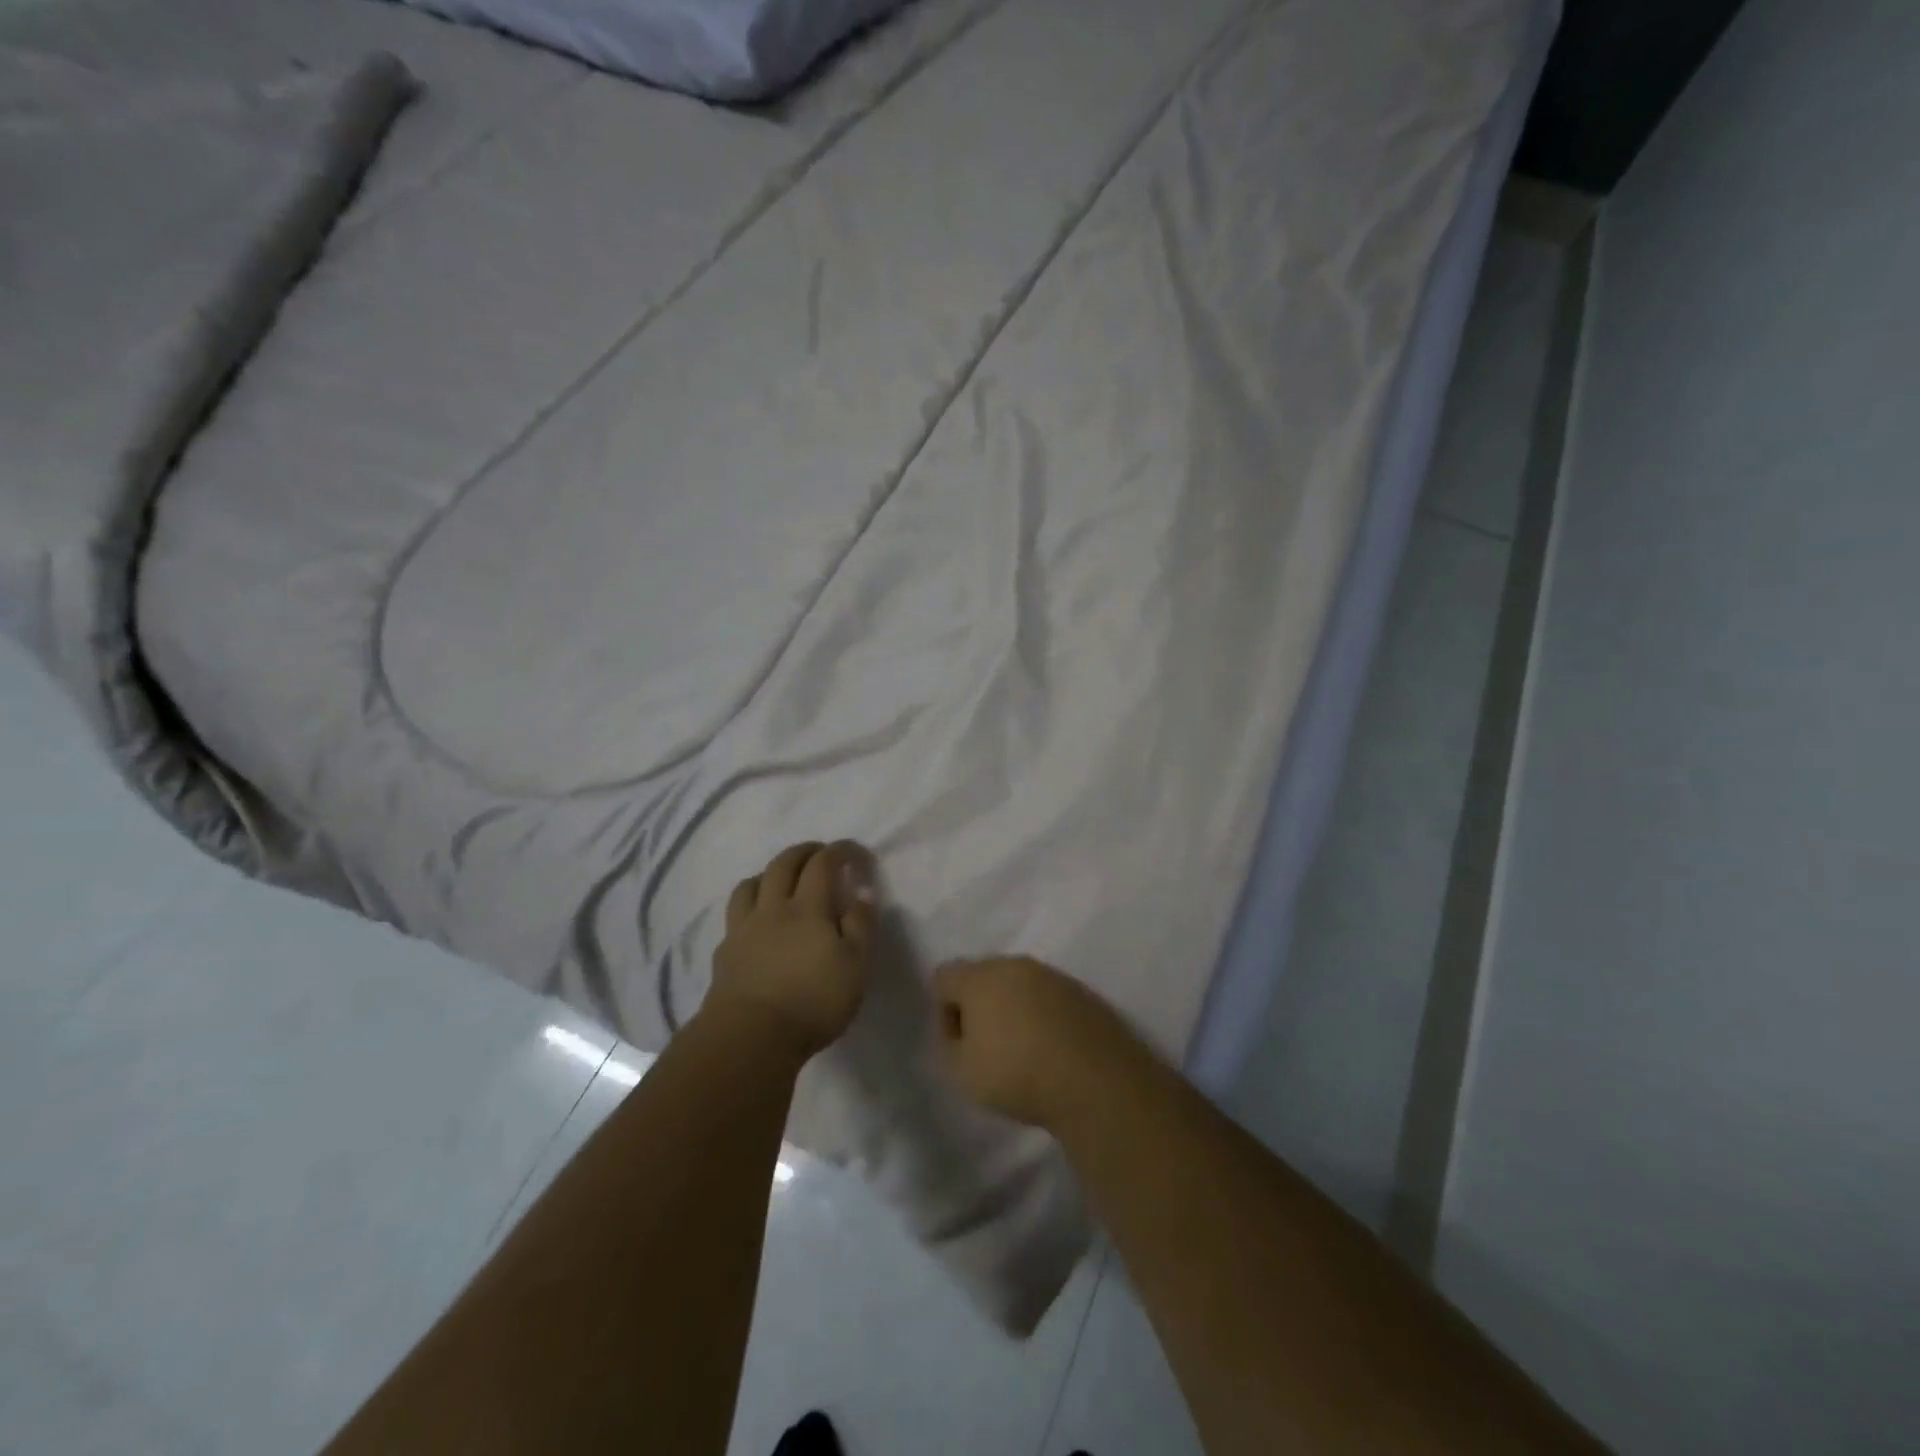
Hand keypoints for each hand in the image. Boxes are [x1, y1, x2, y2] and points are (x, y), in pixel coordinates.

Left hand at [708, 841, 877, 1059]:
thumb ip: (861, 925)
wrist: (749, 1037)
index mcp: (808, 908)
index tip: (857, 855)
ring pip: (751, 884)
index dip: (841, 851)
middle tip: (820, 854)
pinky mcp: (725, 952)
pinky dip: (750, 905)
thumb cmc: (812, 1002)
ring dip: (770, 873)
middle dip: (804, 852)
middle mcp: (773, 908)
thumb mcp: (855, 967)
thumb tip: (862, 892)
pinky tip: (757, 920)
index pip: (824, 863)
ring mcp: (744, 929)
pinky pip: (735, 914)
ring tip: (782, 881)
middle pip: (783, 864)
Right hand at [931, 957, 1141, 1129]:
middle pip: (983, 975)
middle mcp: (1015, 965)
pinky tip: (1052, 1050)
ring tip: (1023, 1051)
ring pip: (1019, 985)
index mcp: (980, 976)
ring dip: (1013, 1009)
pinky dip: (1044, 1016)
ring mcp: (1053, 976)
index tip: (958, 1043)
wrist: (1095, 1080)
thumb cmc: (1017, 1073)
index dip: (944, 1010)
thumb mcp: (960, 1072)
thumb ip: (947, 1044)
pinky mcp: (1082, 993)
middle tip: (987, 1047)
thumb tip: (956, 1029)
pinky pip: (1049, 998)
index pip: (945, 976)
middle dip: (979, 1005)